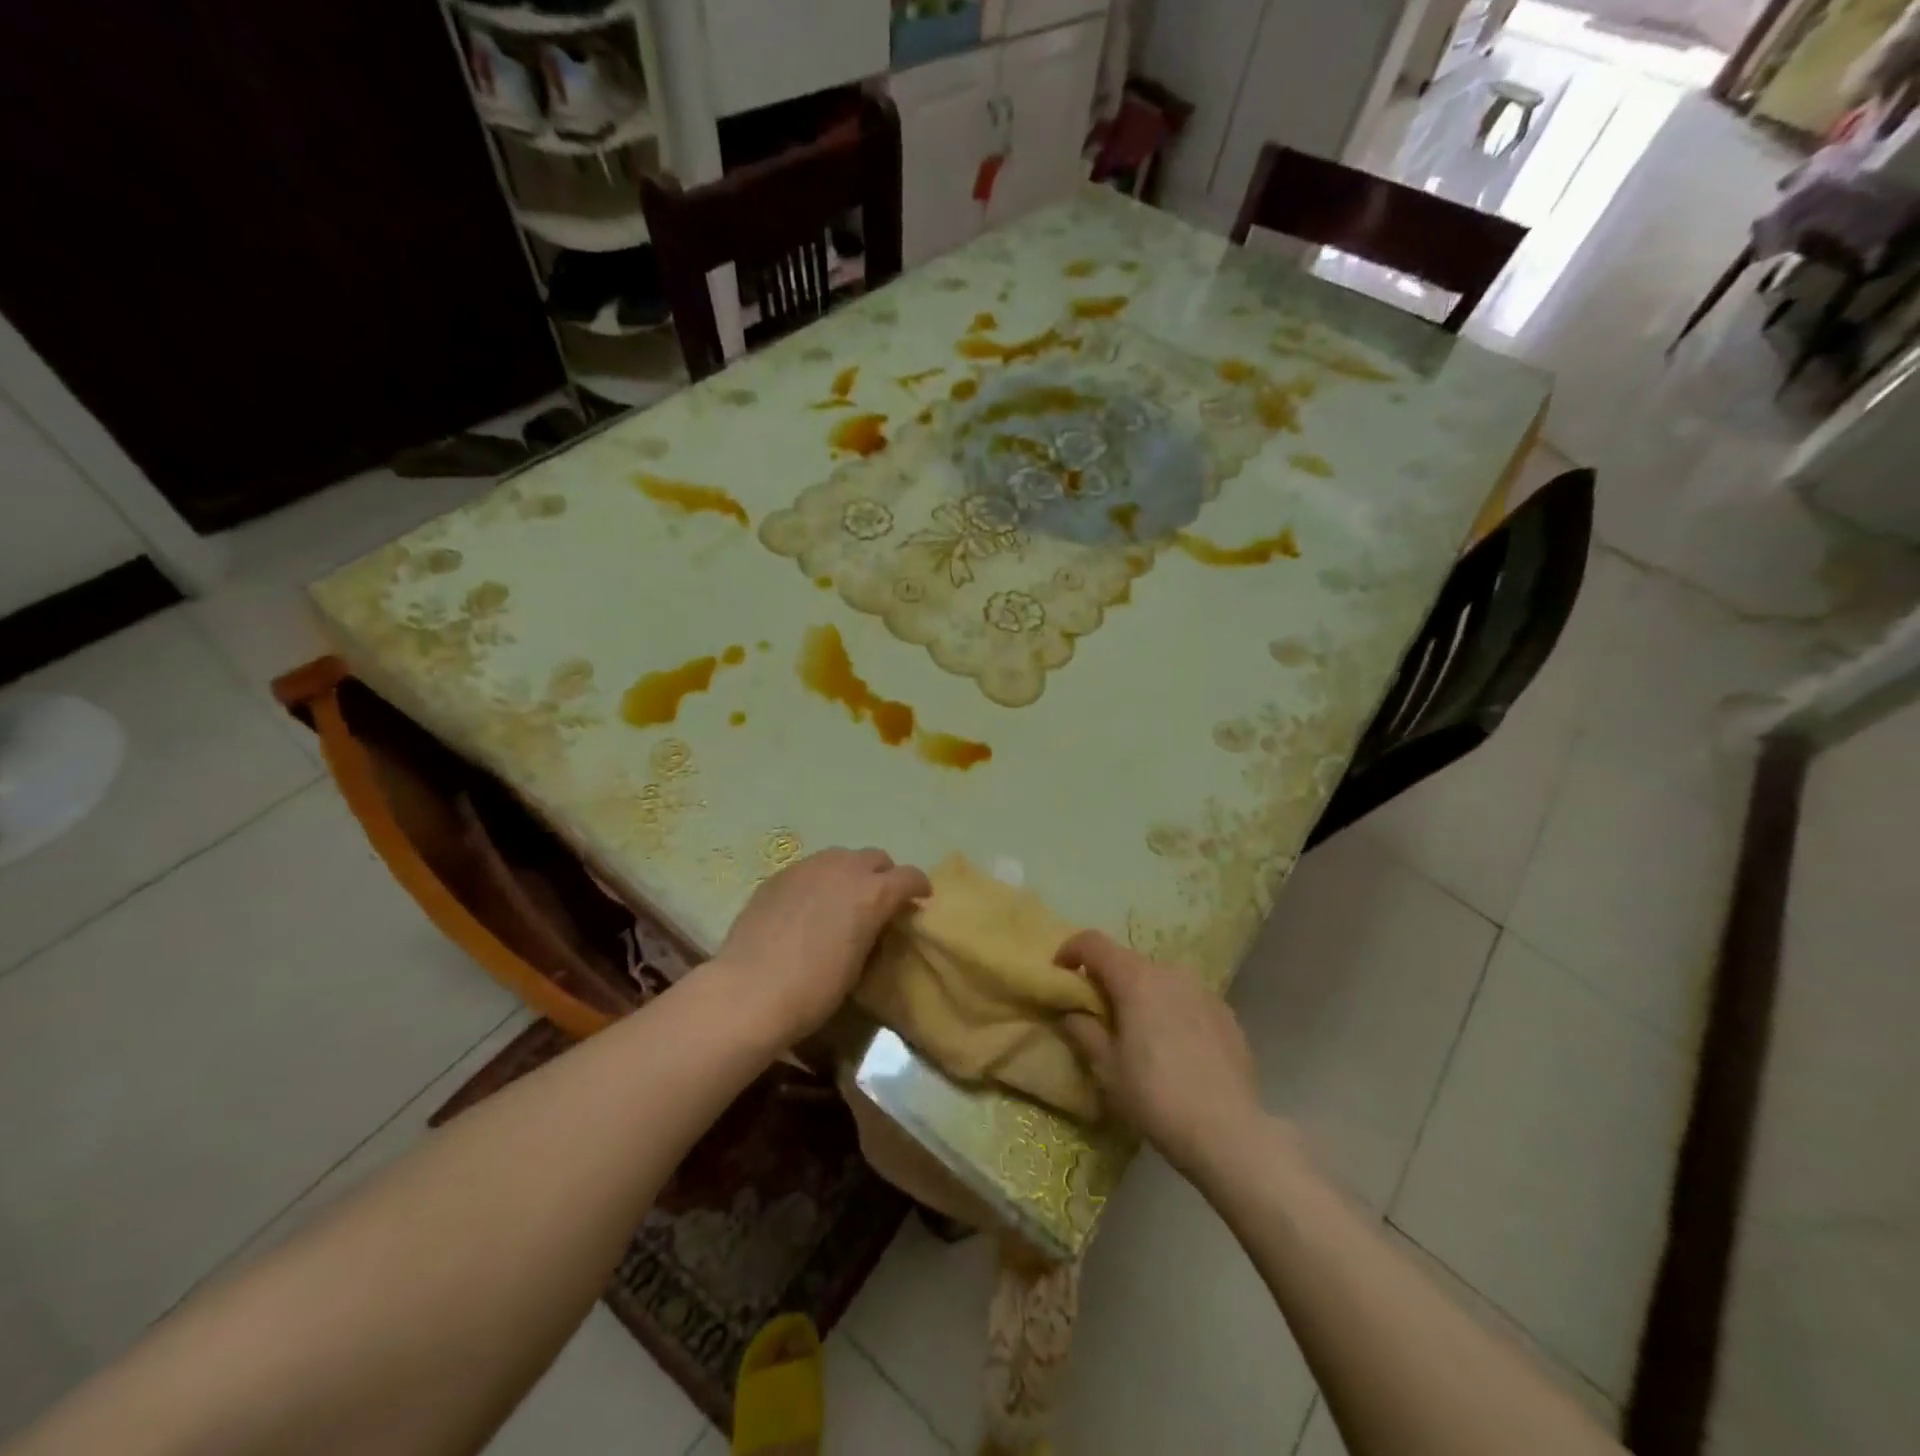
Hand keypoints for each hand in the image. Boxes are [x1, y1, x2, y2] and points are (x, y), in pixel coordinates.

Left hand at [712, 847, 929, 1041]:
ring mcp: (808, 867)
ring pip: (841, 857)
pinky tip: (807, 907)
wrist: (749, 991)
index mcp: (873, 892)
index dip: (918, 888)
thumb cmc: (814, 990)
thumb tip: (875, 922)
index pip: (910, 876)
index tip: (920, 900)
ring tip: (841, 900)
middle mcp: (844, 868)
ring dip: (850, 873)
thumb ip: (873, 929)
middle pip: (876, 858)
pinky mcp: (779, 875)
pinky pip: (809, 869)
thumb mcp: (859, 963)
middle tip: (879, 901)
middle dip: (883, 876)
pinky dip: (818, 881)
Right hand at [1057, 931, 1263, 1176]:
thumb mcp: (1107, 1069)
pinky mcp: (1227, 1013)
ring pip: (1160, 980)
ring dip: (1142, 995)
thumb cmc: (1156, 1097)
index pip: (1093, 943)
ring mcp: (1204, 990)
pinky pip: (1187, 1000)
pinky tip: (1174, 1048)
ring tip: (1139, 1032)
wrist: (1229, 1132)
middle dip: (1107, 980)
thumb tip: (1071, 1013)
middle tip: (1098, 1014)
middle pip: (1128, 961)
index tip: (1060, 973)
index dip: (1070, 951)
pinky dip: (1171, 1011)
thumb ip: (1084, 1031)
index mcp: (1136, 979)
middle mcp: (1171, 972)